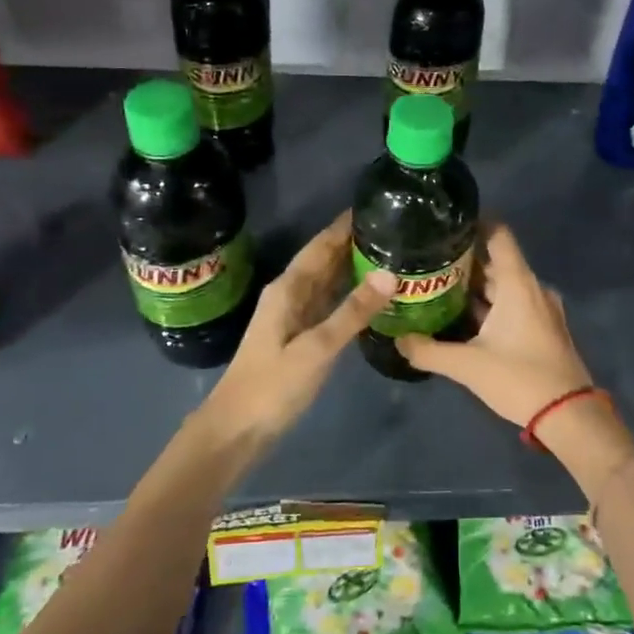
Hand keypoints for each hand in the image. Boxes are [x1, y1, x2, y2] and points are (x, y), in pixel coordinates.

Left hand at [200, 212, 393, 445]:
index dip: (345, 225)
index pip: (321, 245)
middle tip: (396, 228)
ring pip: (328, 281)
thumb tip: (389, 274)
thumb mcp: (316, 348)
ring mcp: (294, 316)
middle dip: (354, 242)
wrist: (237, 428)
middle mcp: (290, 294)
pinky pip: (329, 304)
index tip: (377, 205)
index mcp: (288, 289)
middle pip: (325, 259)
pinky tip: (372, 295)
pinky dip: (350, 295)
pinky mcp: (300, 337)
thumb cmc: (273, 386)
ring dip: (353, 266)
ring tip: (391, 253)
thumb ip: (353, 312)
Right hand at [395, 223, 594, 426]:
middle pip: (496, 262)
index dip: (474, 224)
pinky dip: (488, 306)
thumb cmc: (520, 379)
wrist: (569, 416)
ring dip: (474, 287)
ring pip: (503, 286)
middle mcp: (532, 288)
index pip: (498, 235)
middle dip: (463, 262)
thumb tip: (399, 340)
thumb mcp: (468, 366)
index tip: (444, 226)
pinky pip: (512, 305)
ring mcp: (540, 309)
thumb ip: (429, 351)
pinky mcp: (542, 328)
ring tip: (436, 288)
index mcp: (519, 284)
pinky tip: (461, 319)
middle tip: (426, 263)